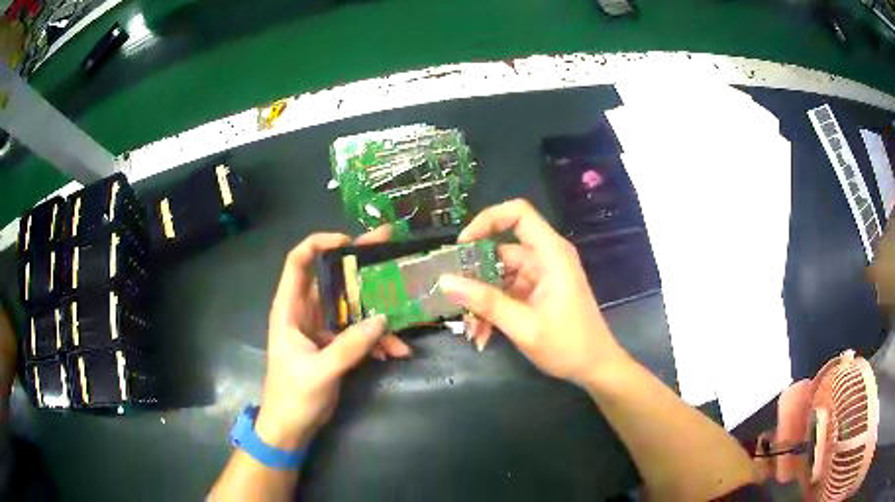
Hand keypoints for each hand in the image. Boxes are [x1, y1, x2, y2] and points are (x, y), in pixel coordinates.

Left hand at [255, 228, 409, 449]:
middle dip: (361, 265)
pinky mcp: (334, 345)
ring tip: (405, 316)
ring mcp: (322, 328)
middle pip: (332, 277)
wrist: (291, 427)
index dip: (320, 244)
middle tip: (391, 248)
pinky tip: (395, 352)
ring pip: (352, 306)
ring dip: (377, 311)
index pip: (299, 262)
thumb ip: (350, 346)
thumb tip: (383, 319)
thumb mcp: (320, 371)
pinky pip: (359, 332)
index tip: (351, 242)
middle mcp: (306, 311)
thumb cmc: (293, 396)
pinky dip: (377, 339)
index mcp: (290, 309)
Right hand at [438, 199, 627, 386]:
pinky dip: (493, 308)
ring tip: (472, 329)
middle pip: (501, 249)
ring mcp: (541, 276)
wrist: (595, 367)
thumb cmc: (567, 345)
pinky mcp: (537, 292)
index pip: (518, 213)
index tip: (462, 246)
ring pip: (499, 274)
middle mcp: (545, 258)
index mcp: (550, 254)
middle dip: (475, 276)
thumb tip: (445, 281)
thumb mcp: (523, 326)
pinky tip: (483, 334)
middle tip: (454, 299)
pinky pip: (507, 291)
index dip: (487, 220)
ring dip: (482, 299)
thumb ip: (485, 302)